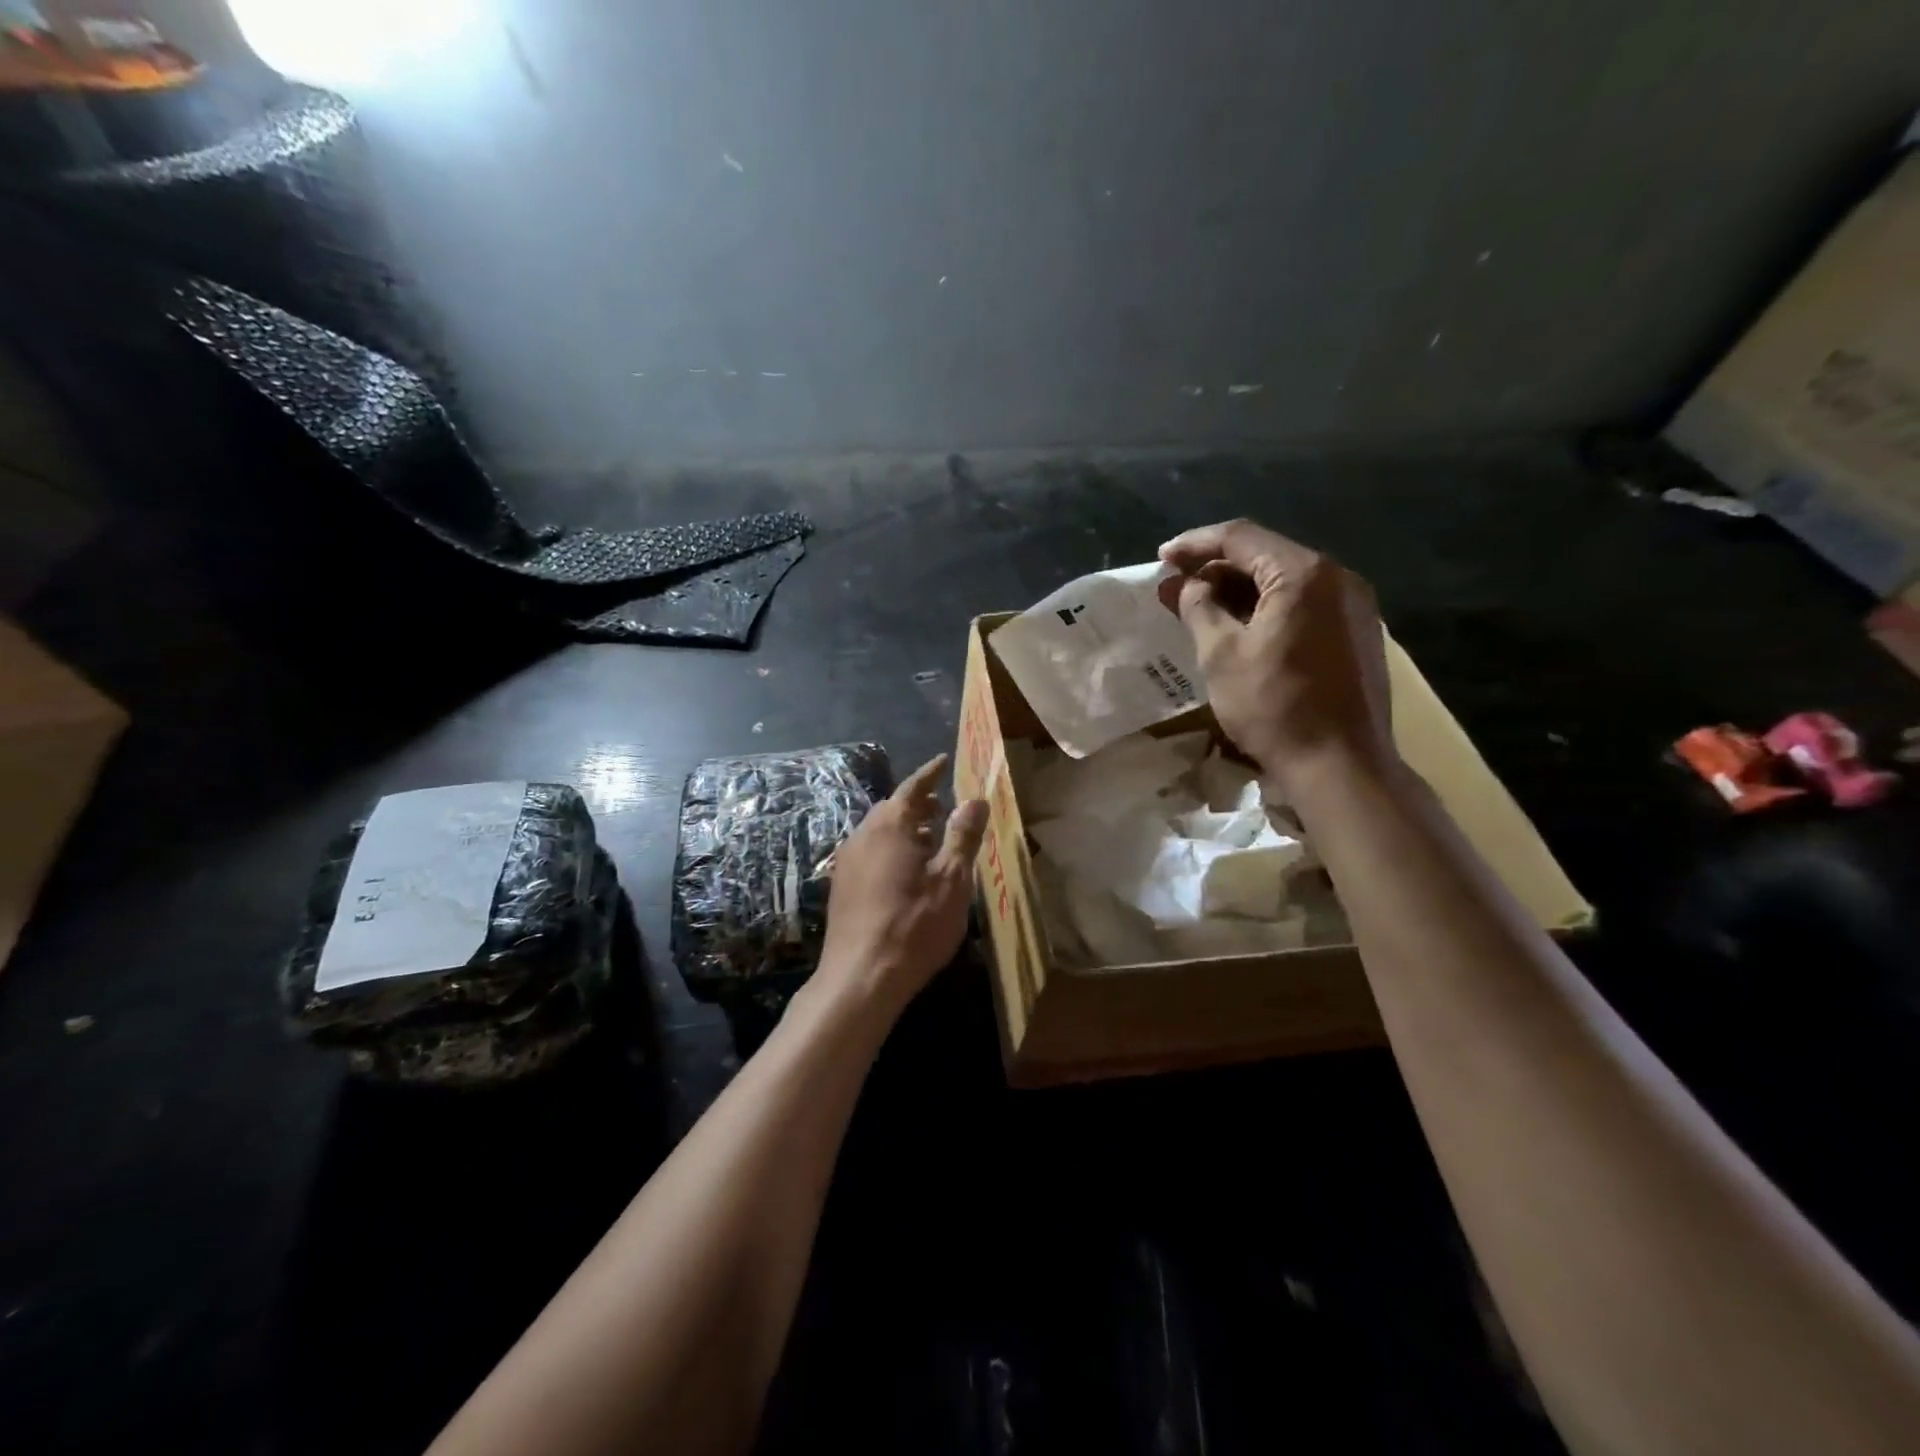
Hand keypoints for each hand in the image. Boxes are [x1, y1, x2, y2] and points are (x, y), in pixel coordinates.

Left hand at [817, 755, 989, 1014]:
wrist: (861, 977)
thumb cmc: (914, 924)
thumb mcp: (952, 879)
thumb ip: (963, 835)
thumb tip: (974, 800)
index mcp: (889, 826)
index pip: (913, 787)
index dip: (930, 774)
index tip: (943, 762)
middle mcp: (862, 835)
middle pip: (893, 809)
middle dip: (919, 804)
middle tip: (944, 805)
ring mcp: (847, 862)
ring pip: (879, 832)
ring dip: (906, 829)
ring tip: (932, 841)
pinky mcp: (841, 887)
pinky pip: (870, 853)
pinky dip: (892, 850)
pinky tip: (907, 873)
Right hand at [1157, 519, 1396, 794]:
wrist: (1341, 765)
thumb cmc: (1274, 706)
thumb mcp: (1221, 654)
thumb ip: (1197, 607)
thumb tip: (1182, 584)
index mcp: (1304, 573)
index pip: (1240, 537)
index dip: (1194, 545)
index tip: (1161, 559)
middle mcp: (1338, 578)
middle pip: (1266, 555)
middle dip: (1216, 569)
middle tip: (1177, 589)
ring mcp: (1354, 606)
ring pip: (1286, 581)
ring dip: (1241, 590)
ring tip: (1202, 610)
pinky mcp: (1359, 634)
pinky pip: (1305, 604)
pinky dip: (1268, 608)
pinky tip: (1242, 630)